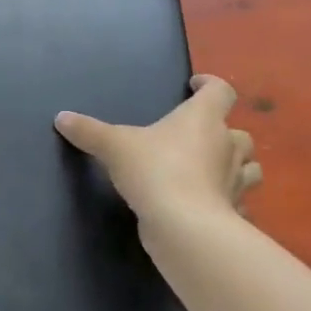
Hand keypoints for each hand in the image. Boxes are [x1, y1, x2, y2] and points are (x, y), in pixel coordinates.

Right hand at [55, 74, 259, 242]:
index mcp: (203, 119)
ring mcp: (236, 181)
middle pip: (239, 131)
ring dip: (234, 165)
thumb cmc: (154, 170)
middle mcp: (227, 145)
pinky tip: (209, 205)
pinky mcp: (233, 211)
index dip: (210, 84)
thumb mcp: (113, 146)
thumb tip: (61, 117)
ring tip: (211, 169)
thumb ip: (88, 131)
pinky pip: (237, 202)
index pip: (220, 91)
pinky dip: (228, 201)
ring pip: (248, 167)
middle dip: (223, 131)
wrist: (184, 225)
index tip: (195, 85)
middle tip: (198, 136)